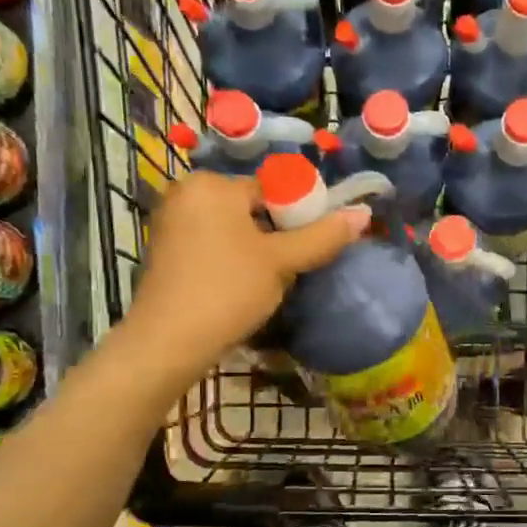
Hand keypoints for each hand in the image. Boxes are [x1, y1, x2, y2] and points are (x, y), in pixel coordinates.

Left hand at [125, 173, 367, 372]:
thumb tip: (362, 214)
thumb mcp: (282, 261)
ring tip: (269, 280)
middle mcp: (185, 193)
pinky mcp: (165, 250)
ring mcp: (170, 222)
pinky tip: (241, 286)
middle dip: (276, 234)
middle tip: (292, 267)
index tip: (312, 245)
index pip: (273, 189)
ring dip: (256, 249)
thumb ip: (323, 236)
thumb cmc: (228, 290)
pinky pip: (212, 243)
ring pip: (233, 227)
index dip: (300, 216)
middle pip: (252, 207)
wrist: (168, 342)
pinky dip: (232, 258)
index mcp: (211, 184)